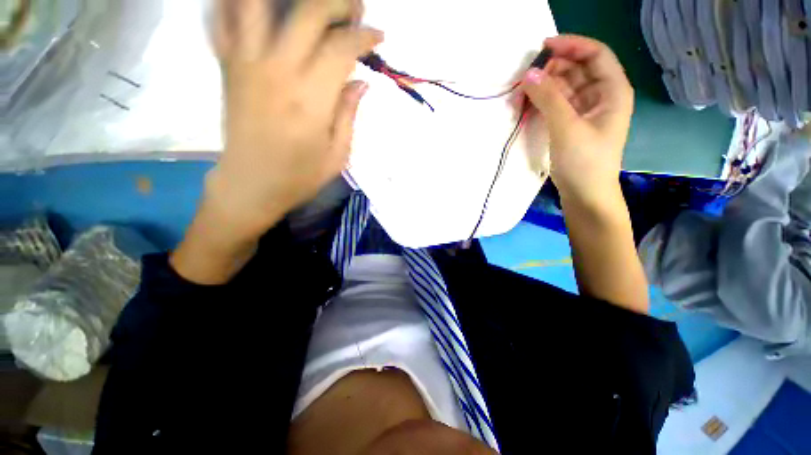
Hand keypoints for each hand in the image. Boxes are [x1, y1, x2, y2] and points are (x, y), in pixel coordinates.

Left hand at [206, 0, 382, 240]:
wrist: (250, 186)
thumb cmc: (299, 177)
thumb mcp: (337, 156)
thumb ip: (349, 115)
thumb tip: (361, 81)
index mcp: (311, 101)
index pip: (341, 48)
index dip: (364, 36)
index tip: (378, 37)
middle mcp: (277, 72)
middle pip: (308, 12)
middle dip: (337, 3)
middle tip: (355, 10)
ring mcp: (246, 64)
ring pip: (260, 4)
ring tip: (314, 6)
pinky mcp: (228, 66)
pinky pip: (223, 18)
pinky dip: (235, 3)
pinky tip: (263, 8)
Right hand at [521, 35, 633, 207]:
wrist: (585, 194)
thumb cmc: (584, 162)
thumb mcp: (567, 127)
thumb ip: (548, 98)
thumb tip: (527, 74)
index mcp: (612, 90)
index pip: (595, 54)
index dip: (571, 45)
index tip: (543, 46)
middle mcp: (601, 95)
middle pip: (577, 69)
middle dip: (552, 69)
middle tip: (526, 77)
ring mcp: (585, 111)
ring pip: (564, 87)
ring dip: (544, 87)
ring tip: (522, 93)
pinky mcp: (571, 124)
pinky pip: (556, 104)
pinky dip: (543, 102)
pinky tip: (528, 105)